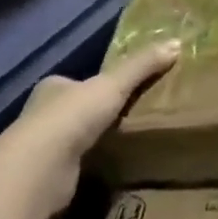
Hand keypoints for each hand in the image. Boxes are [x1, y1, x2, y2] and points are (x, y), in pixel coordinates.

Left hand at [10, 41, 180, 205]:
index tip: (119, 91)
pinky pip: (74, 166)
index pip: (76, 82)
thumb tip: (176, 42)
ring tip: (125, 143)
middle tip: (128, 116)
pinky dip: (89, 166)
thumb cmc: (73, 116)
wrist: (41, 167)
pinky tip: (108, 168)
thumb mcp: (115, 84)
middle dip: (94, 114)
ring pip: (72, 139)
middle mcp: (41, 114)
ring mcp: (41, 148)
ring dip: (92, 141)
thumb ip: (142, 66)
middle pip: (74, 110)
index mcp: (53, 87)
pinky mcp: (47, 176)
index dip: (96, 85)